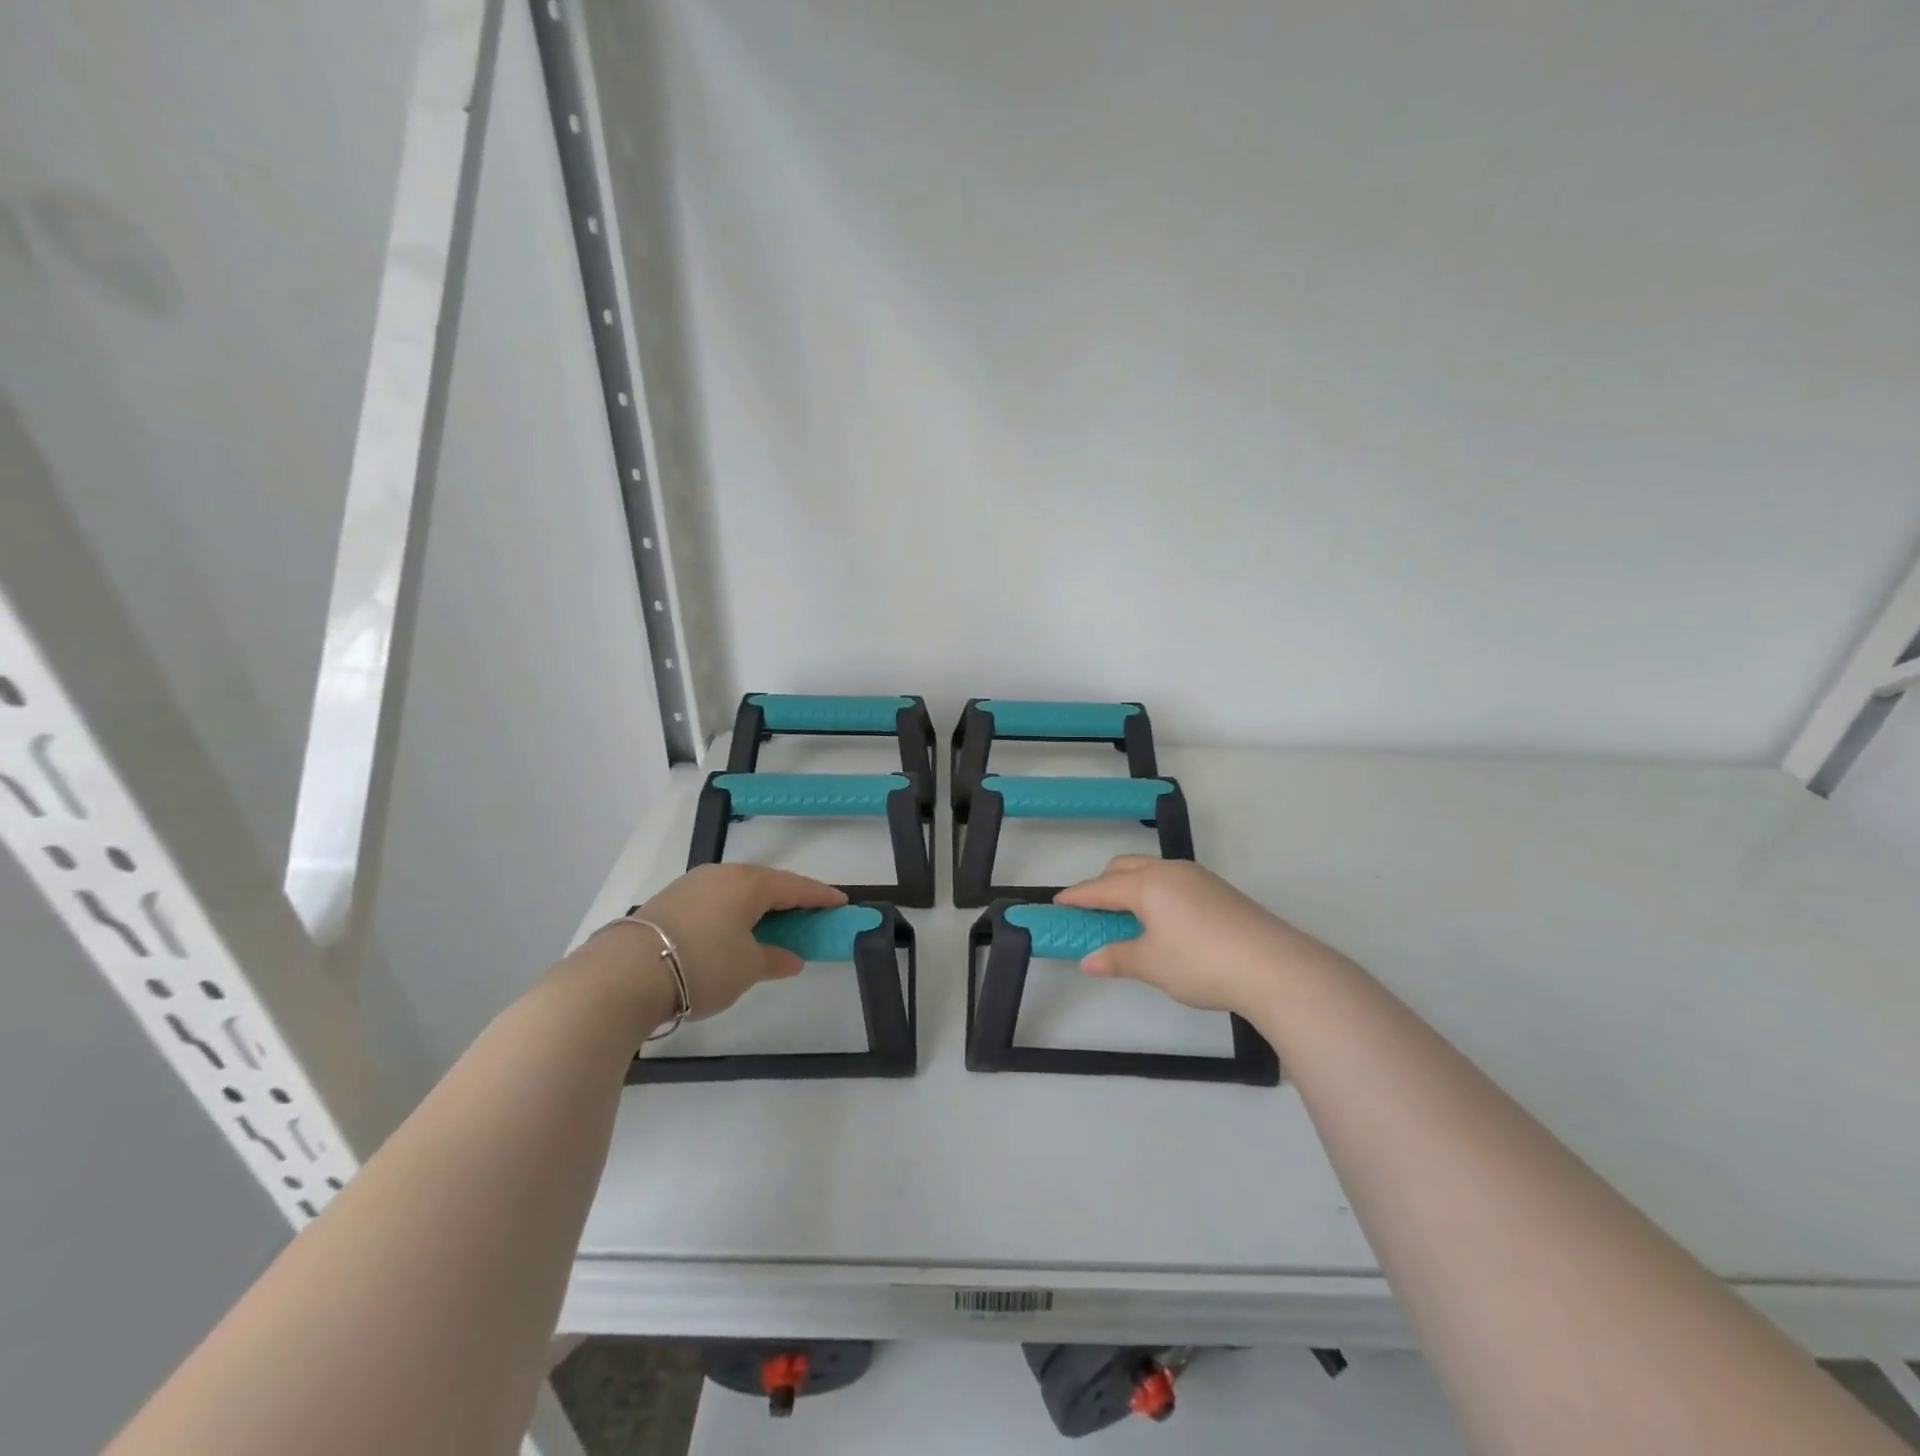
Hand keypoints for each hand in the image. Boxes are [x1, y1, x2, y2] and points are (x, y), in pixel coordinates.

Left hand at [614, 863, 845, 1019]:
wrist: (624, 975)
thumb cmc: (702, 965)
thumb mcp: (748, 968)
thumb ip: (775, 959)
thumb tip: (791, 958)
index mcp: (749, 883)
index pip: (795, 886)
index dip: (820, 896)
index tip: (841, 903)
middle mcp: (721, 875)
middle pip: (765, 884)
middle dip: (788, 899)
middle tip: (808, 915)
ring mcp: (691, 885)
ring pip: (737, 891)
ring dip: (758, 907)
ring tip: (771, 925)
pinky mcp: (668, 901)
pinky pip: (715, 900)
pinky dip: (733, 913)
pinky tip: (732, 931)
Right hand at [1054, 856, 1337, 1014]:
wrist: (1273, 967)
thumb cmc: (1200, 963)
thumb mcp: (1152, 965)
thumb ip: (1117, 958)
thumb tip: (1088, 960)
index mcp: (1147, 885)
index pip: (1101, 888)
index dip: (1078, 896)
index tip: (1058, 903)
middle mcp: (1170, 872)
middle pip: (1126, 867)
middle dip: (1105, 884)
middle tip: (1094, 911)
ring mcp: (1199, 878)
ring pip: (1153, 871)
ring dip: (1133, 885)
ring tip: (1129, 916)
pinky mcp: (1220, 890)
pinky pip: (1174, 881)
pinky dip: (1157, 892)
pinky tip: (1165, 920)